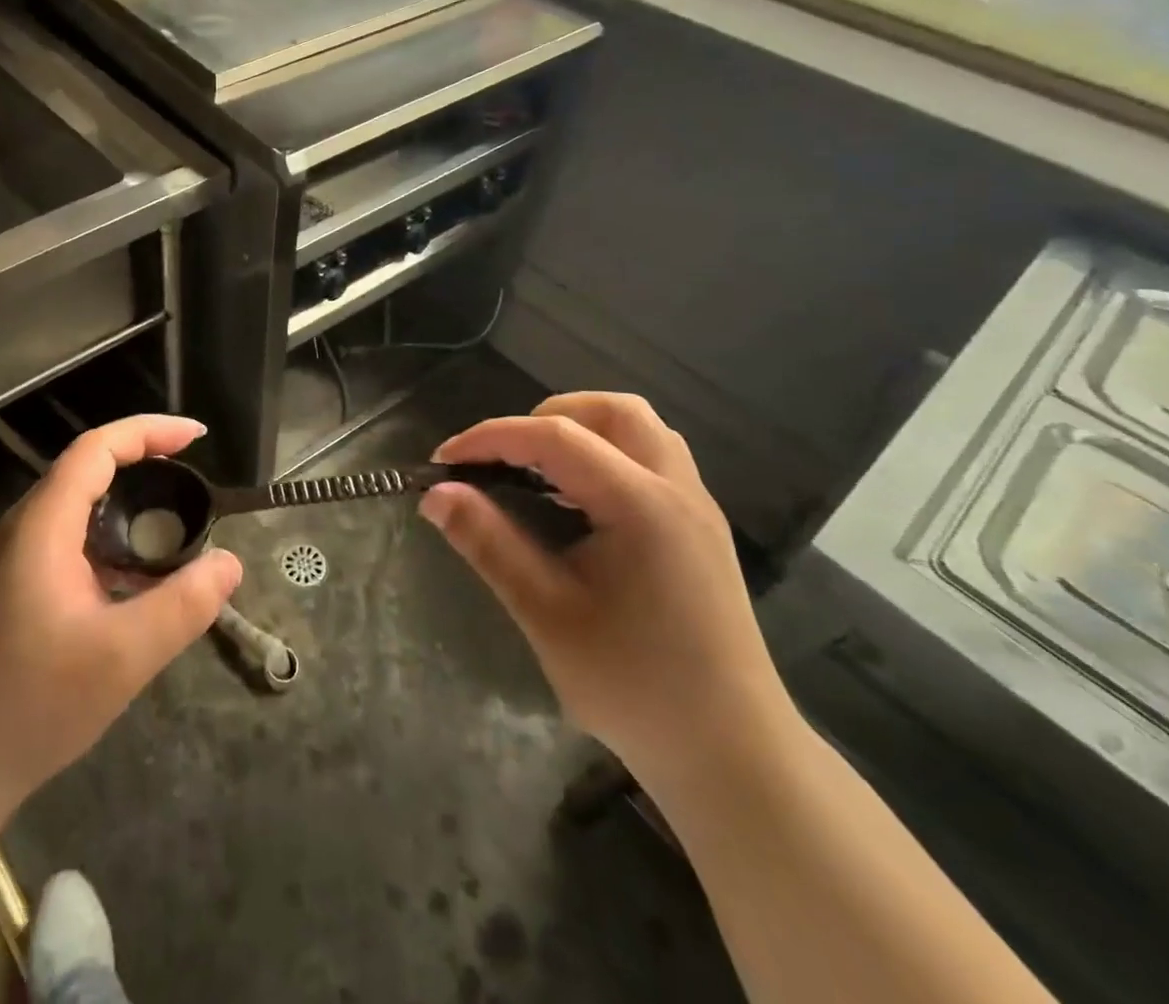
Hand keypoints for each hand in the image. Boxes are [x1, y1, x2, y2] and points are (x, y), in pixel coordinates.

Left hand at [0, 415, 242, 814]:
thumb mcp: (122, 658)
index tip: (197, 438)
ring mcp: (9, 564)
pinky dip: (107, 544)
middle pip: (85, 472)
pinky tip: (131, 584)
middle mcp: (21, 532)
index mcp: (42, 527)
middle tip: (193, 483)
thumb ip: (183, 606)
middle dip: (142, 464)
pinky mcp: (8, 593)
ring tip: (173, 531)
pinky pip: (66, 545)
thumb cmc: (30, 706)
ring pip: (75, 511)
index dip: (149, 431)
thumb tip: (229, 563)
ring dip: (125, 509)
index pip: (97, 449)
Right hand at [421, 393, 795, 788]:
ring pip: (639, 429)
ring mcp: (696, 508)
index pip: (555, 436)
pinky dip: (604, 456)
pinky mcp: (699, 530)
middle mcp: (676, 490)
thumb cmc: (635, 686)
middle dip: (546, 417)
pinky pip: (650, 459)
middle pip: (613, 410)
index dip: (490, 437)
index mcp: (641, 504)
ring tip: (535, 471)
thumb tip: (435, 495)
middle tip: (503, 458)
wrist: (733, 757)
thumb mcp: (545, 613)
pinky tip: (574, 502)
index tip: (442, 462)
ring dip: (580, 431)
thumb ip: (488, 543)